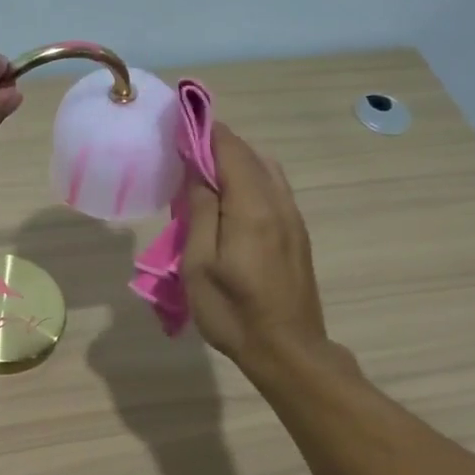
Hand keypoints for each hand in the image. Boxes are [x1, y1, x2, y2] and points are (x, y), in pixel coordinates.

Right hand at [183, 125, 339, 379]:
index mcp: (253, 207)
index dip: (204, 131)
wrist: (287, 350)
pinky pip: (272, 189)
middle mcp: (278, 202)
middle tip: (183, 152)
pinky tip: (227, 200)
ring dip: (234, 162)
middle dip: (217, 144)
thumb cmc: (233, 312)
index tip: (178, 124)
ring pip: (265, 170)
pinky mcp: (296, 233)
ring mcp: (292, 218)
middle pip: (250, 154)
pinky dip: (248, 180)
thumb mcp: (199, 265)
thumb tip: (196, 170)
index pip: (230, 149)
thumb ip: (200, 211)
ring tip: (202, 175)